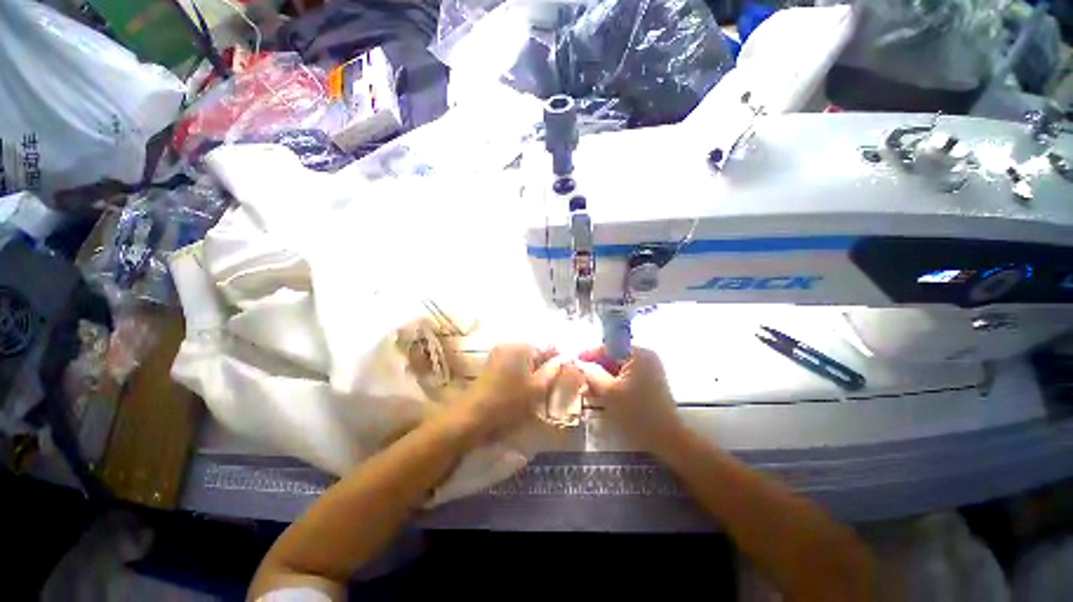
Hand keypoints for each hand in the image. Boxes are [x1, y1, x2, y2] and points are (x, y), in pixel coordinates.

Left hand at [448, 343, 560, 441]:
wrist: (472, 416)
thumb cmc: (508, 402)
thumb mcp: (536, 389)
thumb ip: (553, 371)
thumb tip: (565, 359)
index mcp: (522, 346)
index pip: (549, 346)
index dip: (558, 360)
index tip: (564, 375)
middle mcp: (510, 343)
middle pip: (536, 351)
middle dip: (545, 365)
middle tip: (551, 384)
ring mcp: (499, 352)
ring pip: (525, 358)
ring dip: (533, 369)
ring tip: (537, 388)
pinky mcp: (492, 363)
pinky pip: (514, 363)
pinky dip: (521, 372)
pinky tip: (523, 387)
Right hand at [577, 346, 683, 454]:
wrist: (667, 439)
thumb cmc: (638, 413)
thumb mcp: (608, 392)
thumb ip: (592, 375)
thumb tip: (581, 365)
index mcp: (638, 354)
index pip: (608, 347)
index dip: (590, 353)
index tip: (576, 360)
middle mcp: (646, 357)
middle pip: (613, 358)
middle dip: (596, 369)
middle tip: (582, 379)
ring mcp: (649, 370)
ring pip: (619, 369)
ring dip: (603, 378)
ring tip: (589, 391)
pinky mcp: (650, 383)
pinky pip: (626, 378)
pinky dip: (614, 385)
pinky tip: (603, 397)